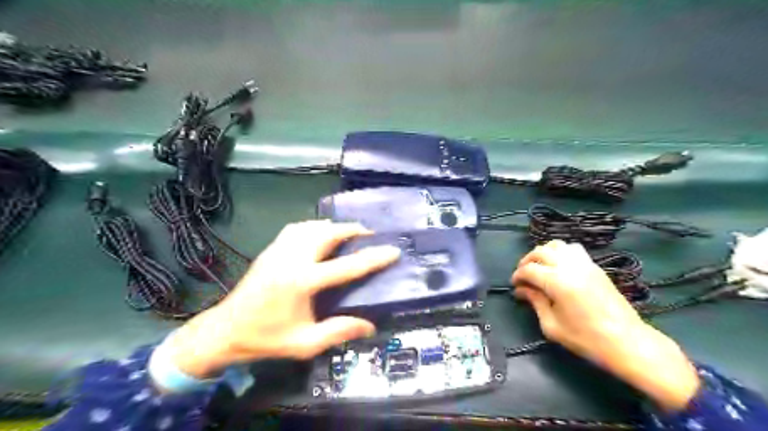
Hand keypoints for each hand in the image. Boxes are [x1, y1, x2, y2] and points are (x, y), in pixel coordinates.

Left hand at [165, 220, 398, 377]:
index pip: (347, 266)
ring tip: (347, 232)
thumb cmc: (266, 339)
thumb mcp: (305, 344)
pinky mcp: (270, 249)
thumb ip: (338, 332)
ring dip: (332, 225)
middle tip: (368, 233)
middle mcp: (292, 259)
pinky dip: (313, 226)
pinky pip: (296, 228)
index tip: (393, 250)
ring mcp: (279, 250)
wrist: (225, 330)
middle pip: (328, 233)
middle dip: (351, 229)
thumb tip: (370, 326)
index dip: (373, 258)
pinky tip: (318, 233)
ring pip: (311, 226)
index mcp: (303, 282)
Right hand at [512, 241, 700, 412]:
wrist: (627, 341)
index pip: (529, 269)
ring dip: (544, 253)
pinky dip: (561, 252)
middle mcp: (569, 266)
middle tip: (524, 276)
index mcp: (557, 282)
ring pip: (557, 245)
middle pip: (540, 251)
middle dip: (527, 261)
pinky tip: (559, 266)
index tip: (515, 286)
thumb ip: (535, 302)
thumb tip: (522, 290)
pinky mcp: (595, 266)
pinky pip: (574, 249)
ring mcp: (585, 264)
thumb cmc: (586, 339)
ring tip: (540, 267)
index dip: (517, 276)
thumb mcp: (552, 326)